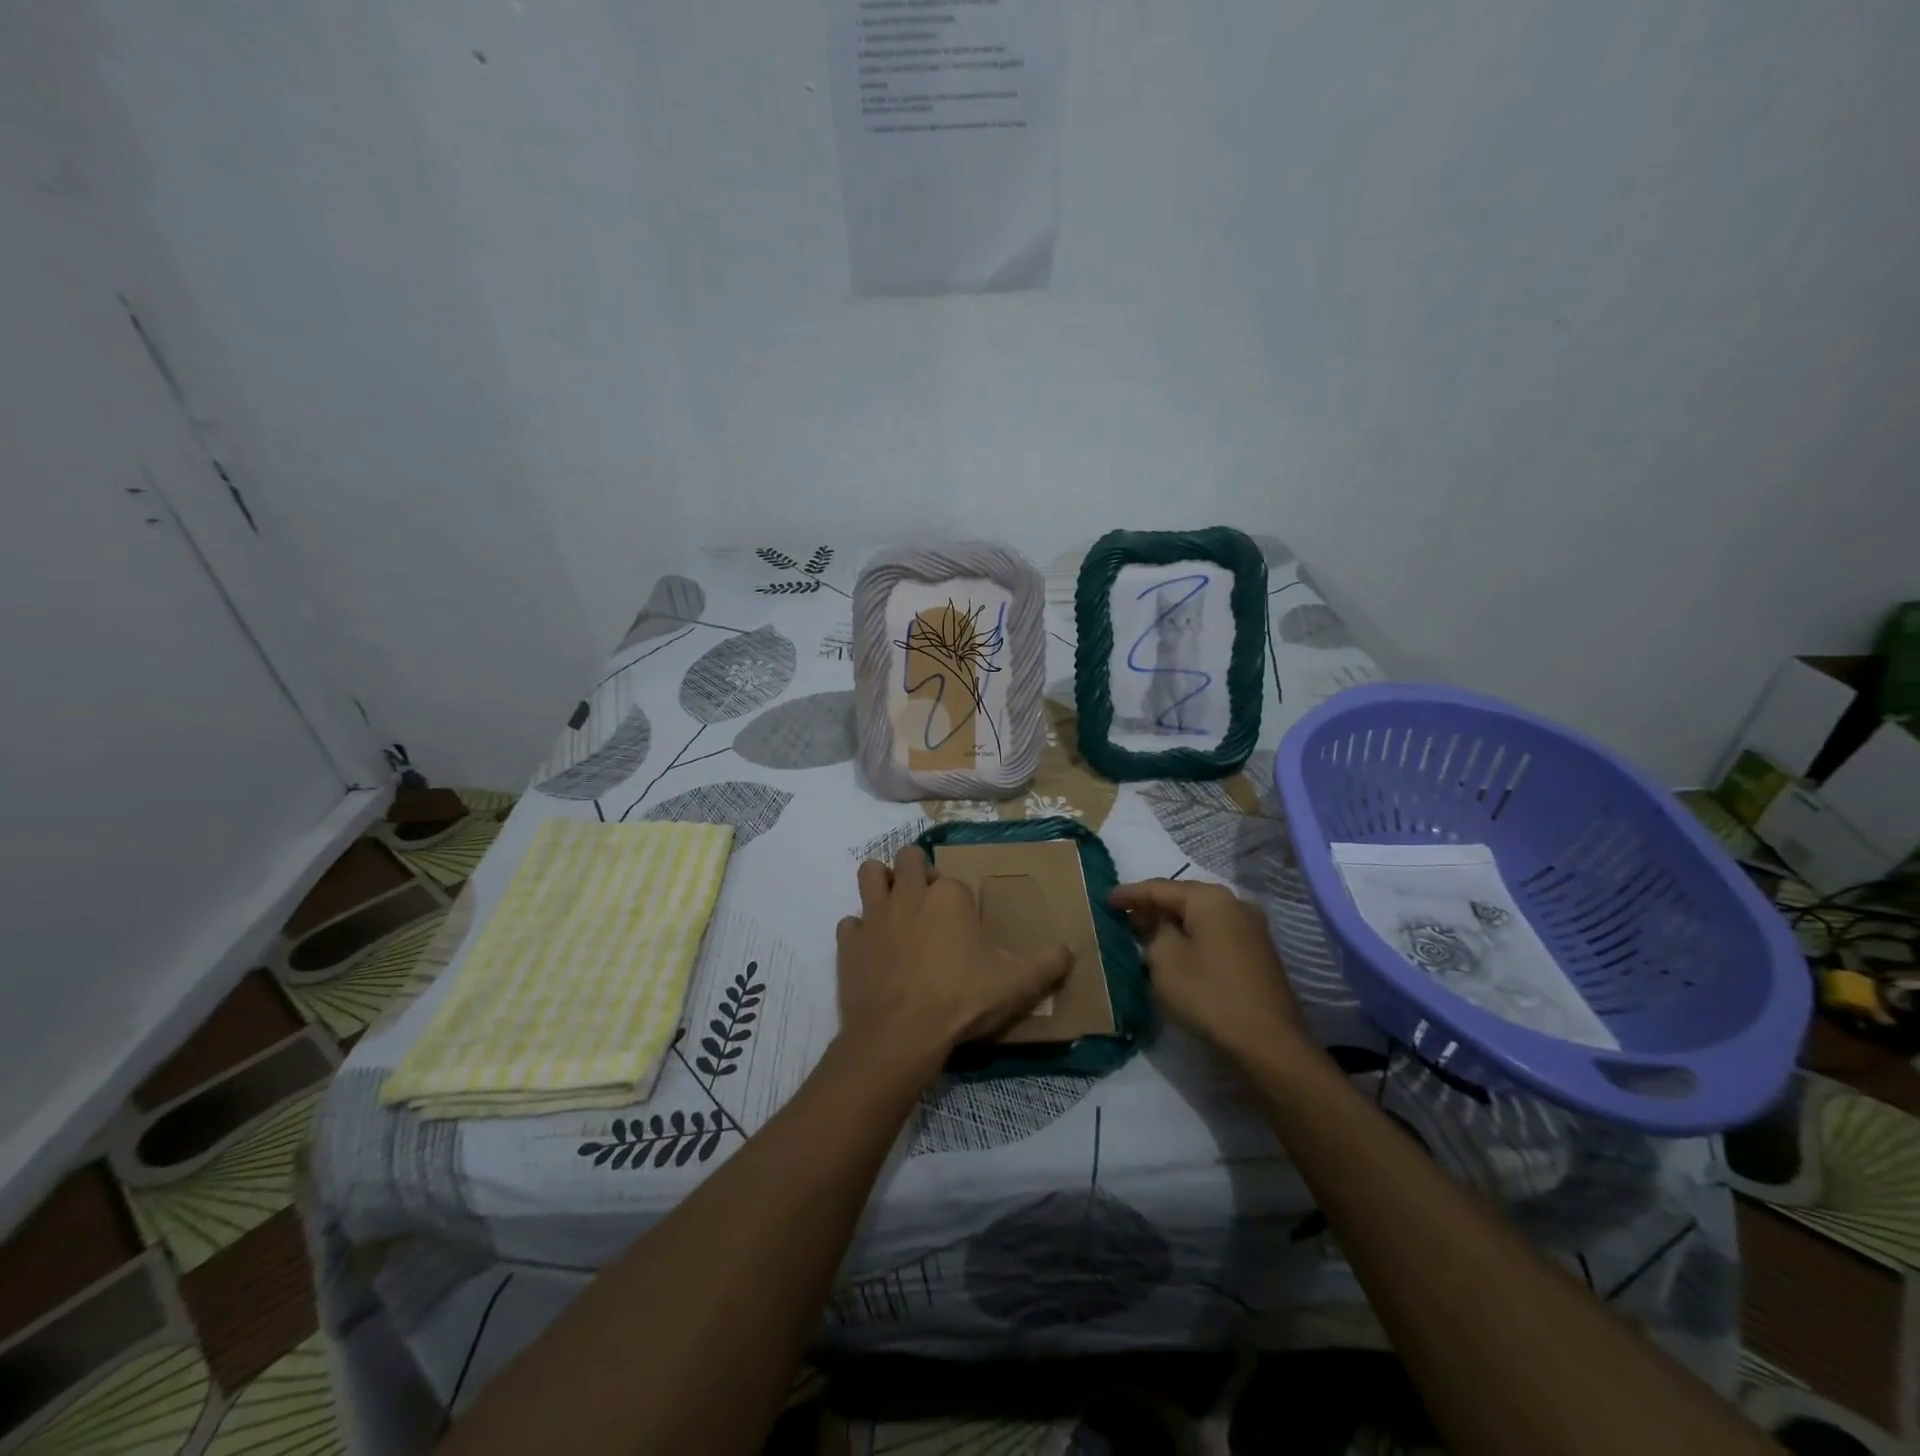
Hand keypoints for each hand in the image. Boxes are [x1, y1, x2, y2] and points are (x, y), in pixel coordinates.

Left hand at [837, 846, 1071, 1076]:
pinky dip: (859, 932)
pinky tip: (872, 951)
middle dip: (915, 870)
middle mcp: (909, 894)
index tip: (965, 926)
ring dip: (880, 883)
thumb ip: (1047, 965)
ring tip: (894, 908)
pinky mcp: (849, 942)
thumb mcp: (1016, 985)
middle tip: (927, 903)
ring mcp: (874, 916)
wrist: (900, 1035)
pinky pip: (850, 923)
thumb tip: (1071, 950)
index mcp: (948, 896)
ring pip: (869, 874)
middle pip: (907, 858)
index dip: (959, 899)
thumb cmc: (961, 1001)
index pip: (953, 880)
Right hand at [1109, 879, 1310, 1064]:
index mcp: (1210, 899)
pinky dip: (1194, 937)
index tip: (1107, 900)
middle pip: (1184, 898)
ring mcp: (1252, 928)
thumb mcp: (1164, 961)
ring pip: (1202, 917)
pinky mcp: (1259, 953)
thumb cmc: (1209, 995)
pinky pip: (1216, 934)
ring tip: (1148, 935)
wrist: (1268, 1043)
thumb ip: (1156, 933)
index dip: (1130, 894)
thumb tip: (1165, 929)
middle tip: (1126, 919)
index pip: (1160, 888)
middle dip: (1154, 907)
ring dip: (1175, 924)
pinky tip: (1180, 952)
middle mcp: (1235, 904)